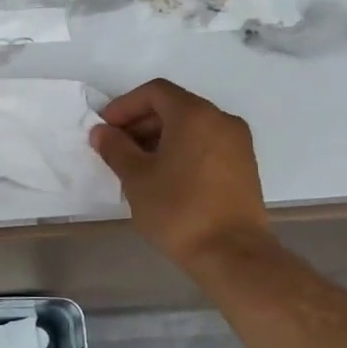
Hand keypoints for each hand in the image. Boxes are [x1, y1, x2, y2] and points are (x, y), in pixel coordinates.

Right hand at [91, 79, 272, 273]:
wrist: (232, 254)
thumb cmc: (178, 210)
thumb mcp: (136, 178)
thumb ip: (116, 148)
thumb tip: (102, 132)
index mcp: (195, 114)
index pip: (154, 92)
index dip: (124, 106)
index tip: (105, 129)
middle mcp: (221, 120)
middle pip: (174, 107)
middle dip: (140, 122)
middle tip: (116, 148)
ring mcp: (238, 143)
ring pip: (191, 127)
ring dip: (160, 138)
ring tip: (136, 165)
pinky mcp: (244, 166)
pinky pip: (206, 144)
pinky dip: (181, 150)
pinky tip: (163, 177)